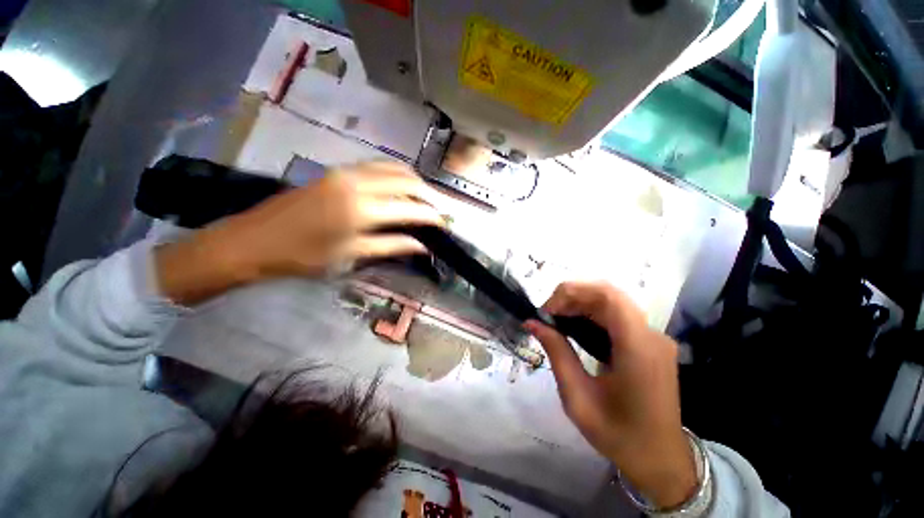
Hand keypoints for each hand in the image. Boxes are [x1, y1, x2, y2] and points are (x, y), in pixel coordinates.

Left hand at [155, 162, 443, 304]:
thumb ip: (392, 245)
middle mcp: (357, 182)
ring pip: (393, 168)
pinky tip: (401, 188)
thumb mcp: (352, 255)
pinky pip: (377, 166)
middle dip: (429, 195)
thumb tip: (422, 245)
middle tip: (440, 210)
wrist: (253, 240)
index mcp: (361, 208)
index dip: (432, 215)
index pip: (411, 206)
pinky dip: (396, 175)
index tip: (445, 223)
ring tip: (425, 199)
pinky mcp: (338, 171)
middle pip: (407, 180)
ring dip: (414, 182)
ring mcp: (346, 172)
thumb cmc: (303, 256)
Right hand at [524, 282, 696, 508]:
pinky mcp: (650, 343)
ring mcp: (654, 338)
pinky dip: (591, 314)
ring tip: (555, 319)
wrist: (660, 460)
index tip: (548, 310)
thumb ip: (556, 353)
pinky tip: (574, 327)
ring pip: (612, 303)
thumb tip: (532, 322)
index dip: (573, 292)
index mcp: (638, 349)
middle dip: (572, 297)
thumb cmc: (618, 435)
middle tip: (547, 314)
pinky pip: (618, 316)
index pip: (608, 297)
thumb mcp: (577, 397)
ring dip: (580, 304)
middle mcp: (652, 336)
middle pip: (609, 295)